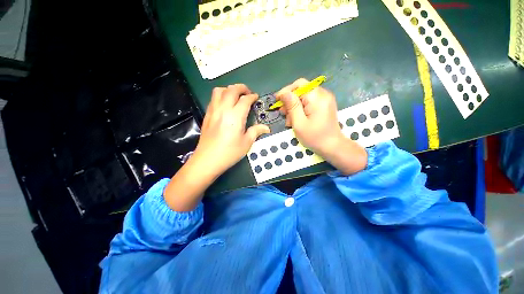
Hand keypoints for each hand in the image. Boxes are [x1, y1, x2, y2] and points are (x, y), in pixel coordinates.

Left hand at [192, 84, 269, 175]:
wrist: (208, 160)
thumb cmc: (229, 152)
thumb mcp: (246, 143)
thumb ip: (256, 131)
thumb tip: (266, 128)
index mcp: (235, 116)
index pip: (245, 100)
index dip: (252, 97)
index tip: (256, 98)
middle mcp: (223, 109)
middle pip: (232, 90)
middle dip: (241, 88)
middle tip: (248, 93)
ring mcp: (213, 111)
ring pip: (219, 91)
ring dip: (229, 89)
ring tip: (235, 96)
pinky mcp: (207, 115)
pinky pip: (213, 99)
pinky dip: (221, 96)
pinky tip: (225, 105)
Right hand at [277, 78, 366, 174]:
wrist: (333, 147)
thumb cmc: (314, 137)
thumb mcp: (299, 123)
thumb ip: (292, 106)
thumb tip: (284, 93)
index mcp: (317, 97)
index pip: (299, 85)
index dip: (286, 91)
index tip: (277, 101)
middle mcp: (323, 94)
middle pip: (301, 90)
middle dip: (290, 101)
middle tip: (283, 113)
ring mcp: (325, 99)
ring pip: (304, 97)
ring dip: (294, 107)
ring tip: (289, 120)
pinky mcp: (324, 105)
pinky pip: (309, 102)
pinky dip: (301, 109)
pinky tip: (297, 119)